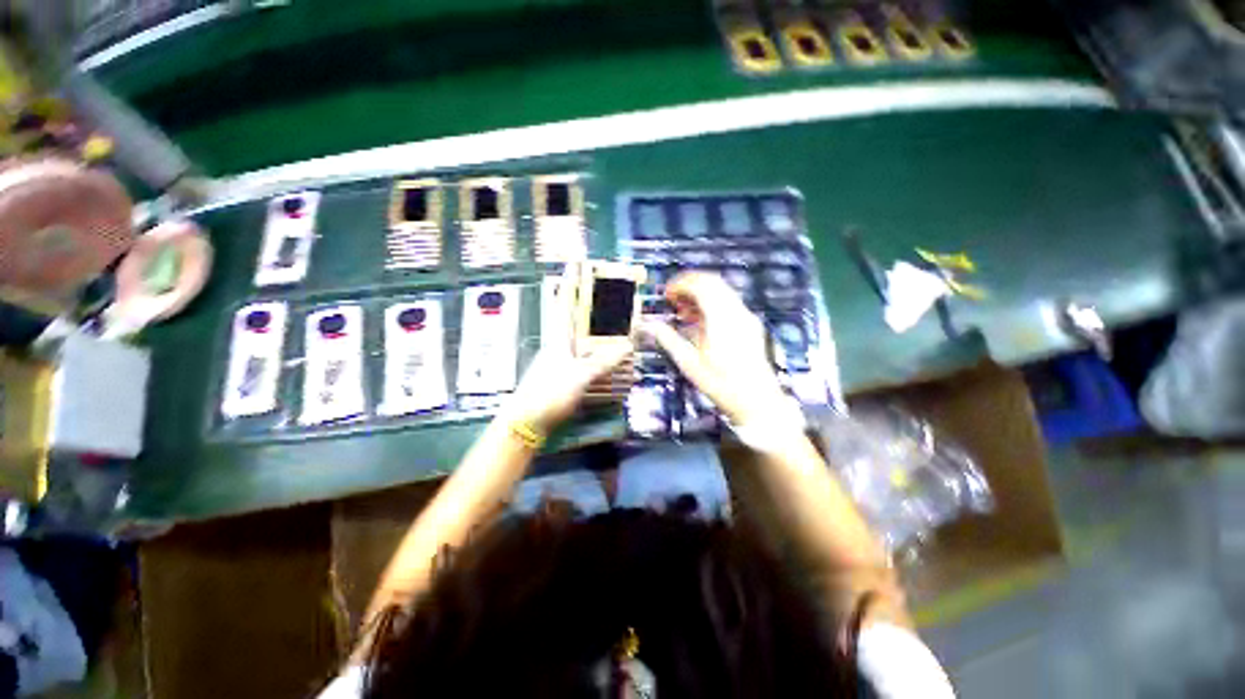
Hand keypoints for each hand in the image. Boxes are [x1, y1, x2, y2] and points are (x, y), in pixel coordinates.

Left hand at [502, 266, 633, 433]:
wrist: (527, 422)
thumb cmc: (547, 394)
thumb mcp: (577, 376)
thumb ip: (602, 361)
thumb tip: (627, 345)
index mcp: (558, 336)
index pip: (565, 301)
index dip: (570, 280)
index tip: (576, 261)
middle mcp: (561, 343)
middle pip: (578, 315)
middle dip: (592, 301)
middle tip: (611, 291)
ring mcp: (565, 359)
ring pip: (585, 336)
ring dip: (600, 327)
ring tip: (618, 320)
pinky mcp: (569, 374)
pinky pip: (589, 356)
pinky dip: (601, 352)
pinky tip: (612, 355)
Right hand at [640, 272, 786, 424]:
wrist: (758, 401)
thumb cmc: (722, 386)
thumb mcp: (690, 365)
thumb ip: (669, 340)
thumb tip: (650, 325)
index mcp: (721, 319)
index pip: (701, 285)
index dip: (680, 284)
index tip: (666, 294)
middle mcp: (736, 312)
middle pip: (713, 282)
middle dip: (690, 285)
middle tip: (673, 300)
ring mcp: (746, 317)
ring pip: (722, 291)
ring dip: (700, 294)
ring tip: (683, 313)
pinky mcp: (750, 325)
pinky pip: (729, 302)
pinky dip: (712, 304)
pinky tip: (700, 322)